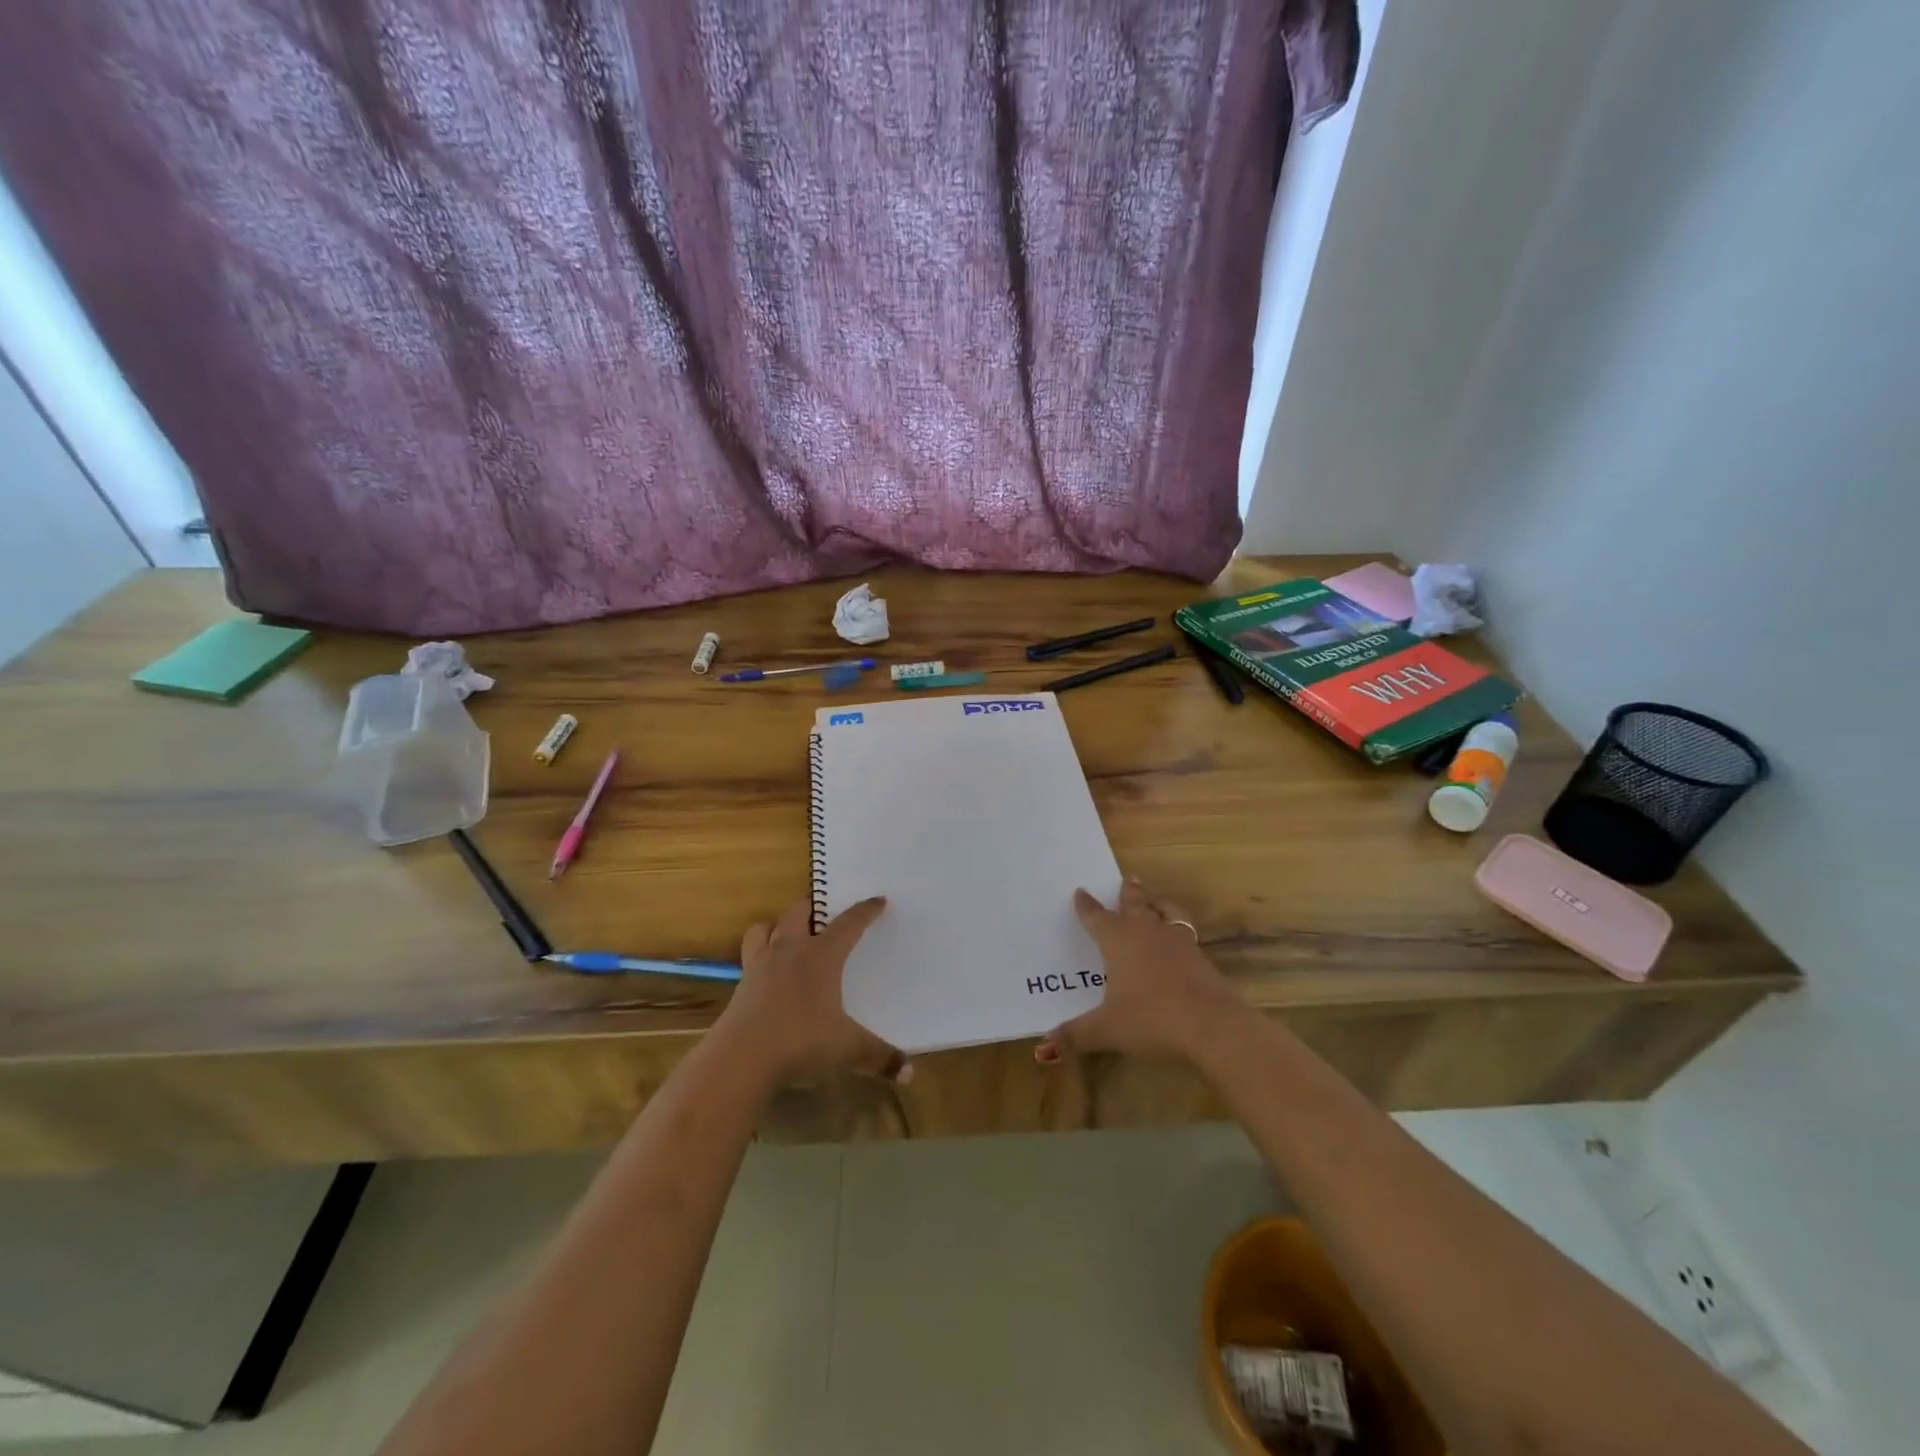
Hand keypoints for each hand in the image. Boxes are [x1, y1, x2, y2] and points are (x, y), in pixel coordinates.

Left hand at [716, 897, 909, 1090]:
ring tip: (786, 933)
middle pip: (798, 912)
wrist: (740, 1059)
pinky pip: (749, 956)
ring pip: (764, 928)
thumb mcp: (847, 1050)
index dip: (865, 911)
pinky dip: (759, 954)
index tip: (878, 900)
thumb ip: (880, 1057)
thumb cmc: (800, 1042)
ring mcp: (760, 965)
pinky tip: (767, 972)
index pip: (848, 923)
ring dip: (776, 925)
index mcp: (822, 956)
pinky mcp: (740, 985)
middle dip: (812, 906)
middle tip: (823, 911)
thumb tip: (912, 1072)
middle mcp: (790, 951)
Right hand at [1036, 877, 1245, 1064]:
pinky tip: (1179, 941)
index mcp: (1118, 941)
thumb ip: (1076, 1034)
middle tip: (1128, 878)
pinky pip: (1185, 933)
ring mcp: (1177, 943)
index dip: (1087, 906)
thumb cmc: (1151, 1019)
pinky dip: (1178, 930)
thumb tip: (1045, 1045)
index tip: (1080, 892)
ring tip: (1156, 902)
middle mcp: (1146, 933)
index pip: (1097, 917)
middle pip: (1135, 905)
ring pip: (1166, 913)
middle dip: (1128, 893)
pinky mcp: (1200, 958)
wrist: (1211, 1025)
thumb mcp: (1107, 1030)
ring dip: (1158, 905)